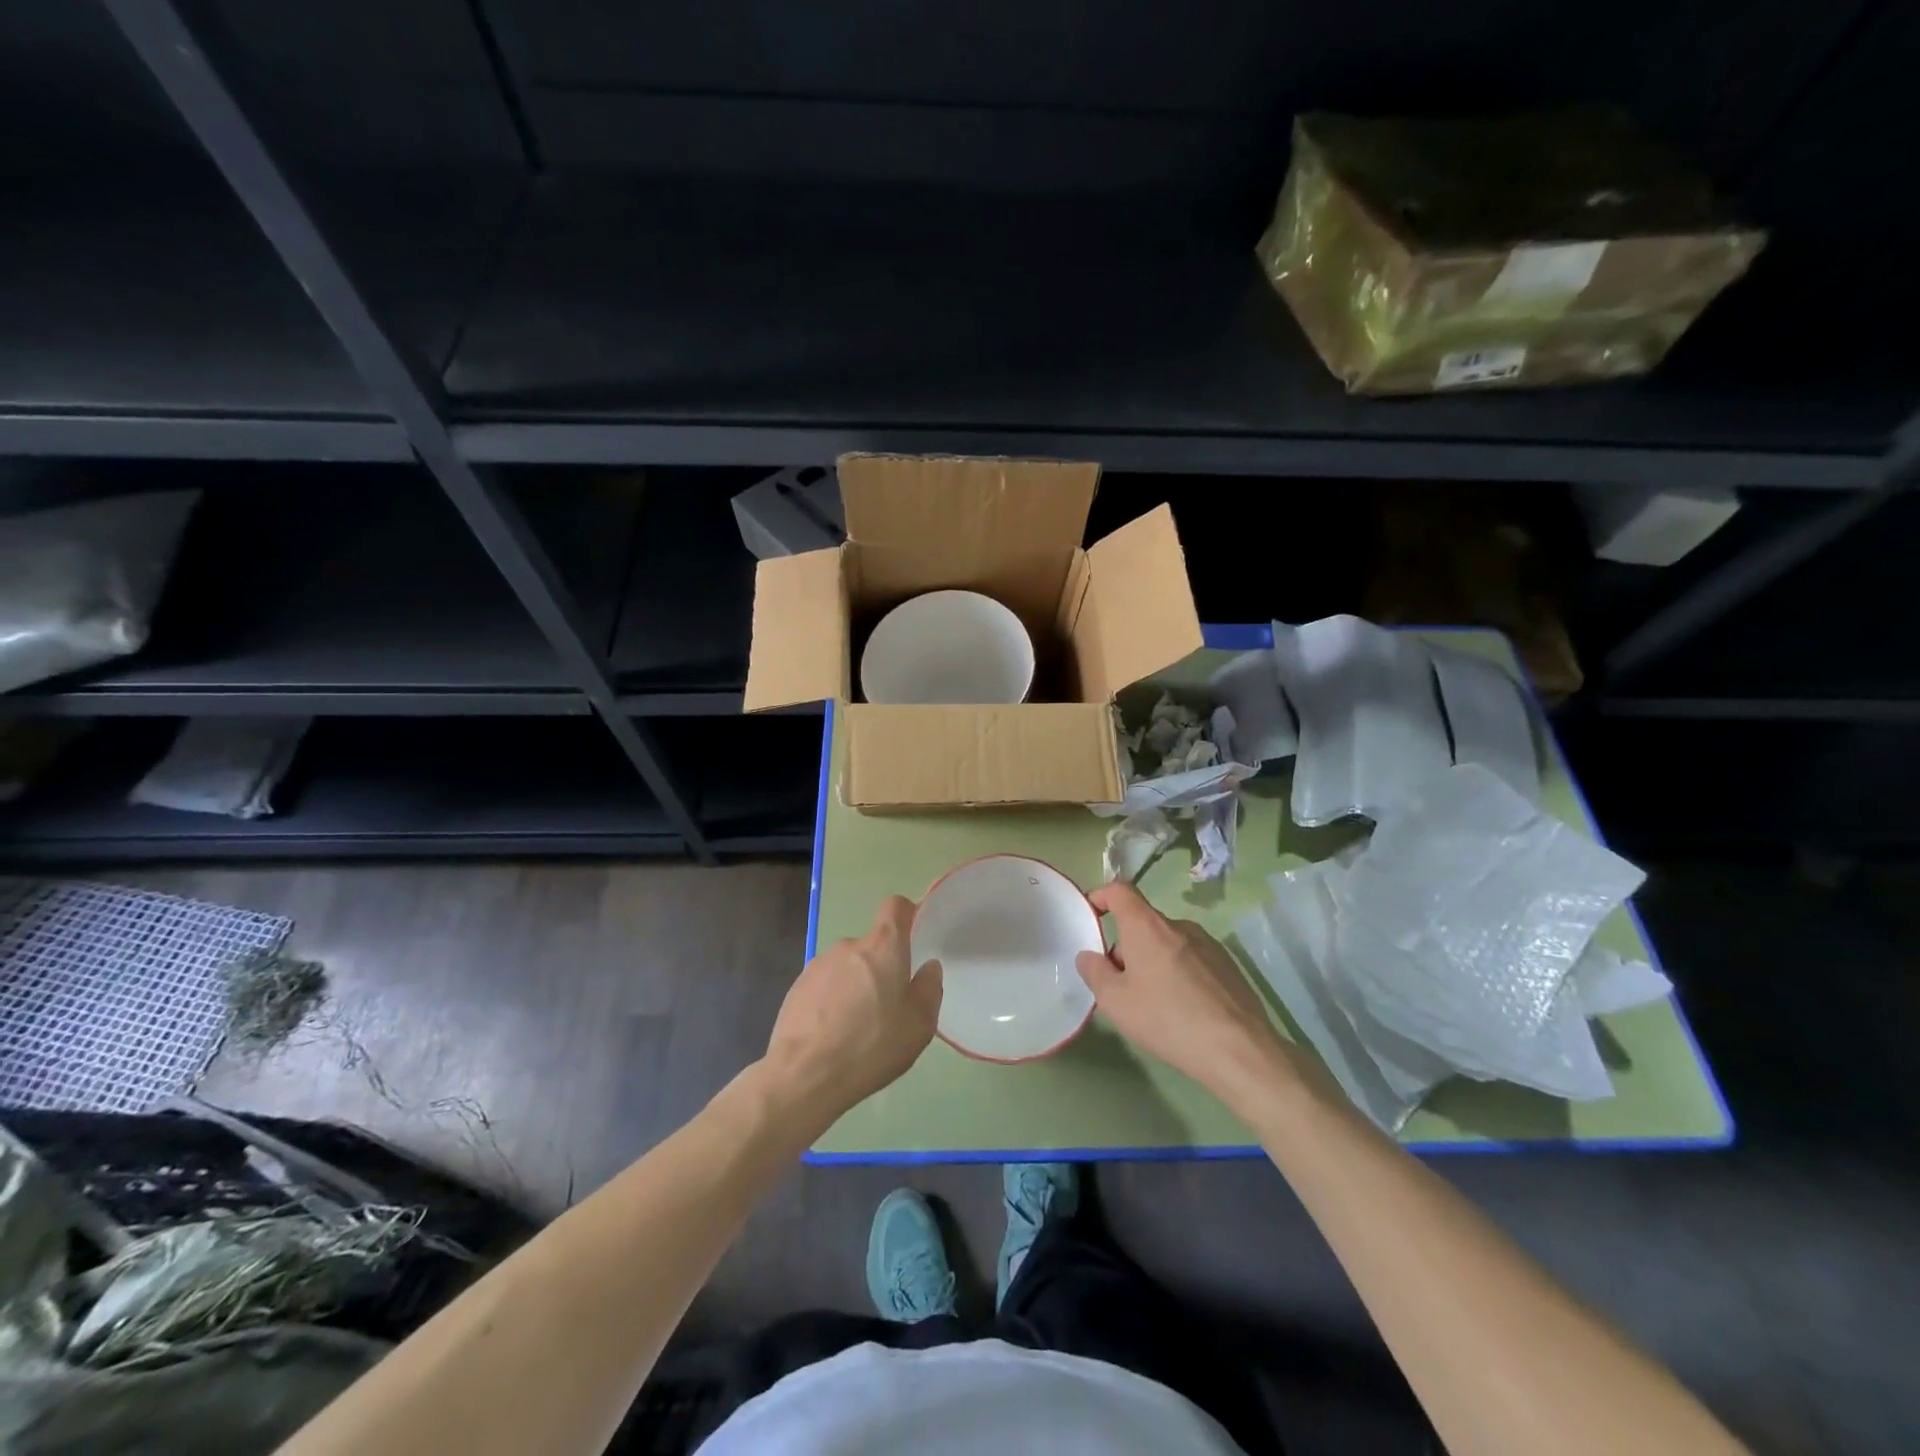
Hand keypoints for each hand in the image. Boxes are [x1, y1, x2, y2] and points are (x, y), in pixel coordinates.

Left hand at [763, 896, 942, 1122]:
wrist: (805, 1075)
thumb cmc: (872, 1046)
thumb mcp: (919, 1025)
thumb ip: (929, 989)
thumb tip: (928, 967)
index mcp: (882, 947)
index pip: (895, 907)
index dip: (906, 915)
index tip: (912, 937)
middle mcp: (849, 946)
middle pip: (871, 946)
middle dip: (881, 968)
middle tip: (887, 1007)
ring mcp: (818, 965)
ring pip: (847, 967)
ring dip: (855, 986)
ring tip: (857, 1028)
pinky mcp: (796, 987)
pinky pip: (824, 985)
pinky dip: (832, 1001)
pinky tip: (832, 1035)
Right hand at [1076, 882, 1298, 1097]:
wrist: (1238, 1049)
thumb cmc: (1167, 1019)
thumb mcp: (1115, 1002)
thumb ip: (1094, 972)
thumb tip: (1089, 955)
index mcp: (1147, 926)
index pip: (1120, 891)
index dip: (1101, 896)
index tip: (1091, 915)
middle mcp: (1179, 925)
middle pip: (1143, 923)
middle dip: (1126, 946)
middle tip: (1120, 985)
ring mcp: (1208, 944)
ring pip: (1168, 943)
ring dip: (1153, 961)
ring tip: (1153, 1002)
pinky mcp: (1228, 966)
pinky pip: (1192, 959)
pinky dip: (1179, 974)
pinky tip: (1183, 1009)